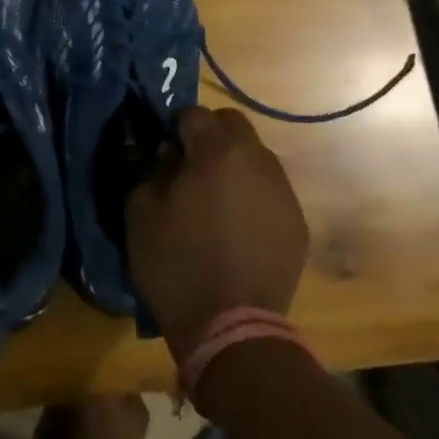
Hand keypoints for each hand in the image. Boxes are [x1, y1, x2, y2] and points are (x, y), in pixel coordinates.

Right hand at [126, 107, 310, 360]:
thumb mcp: (141, 212)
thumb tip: (171, 155)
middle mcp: (258, 160)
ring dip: (233, 165)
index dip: (174, 126)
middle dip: (210, 136)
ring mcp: (283, 191)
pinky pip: (270, 191)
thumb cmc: (176, 263)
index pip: (194, 113)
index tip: (163, 149)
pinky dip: (251, 196)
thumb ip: (154, 170)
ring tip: (215, 200)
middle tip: (189, 167)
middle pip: (233, 125)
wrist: (230, 326)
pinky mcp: (297, 222)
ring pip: (256, 157)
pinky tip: (237, 228)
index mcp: (217, 152)